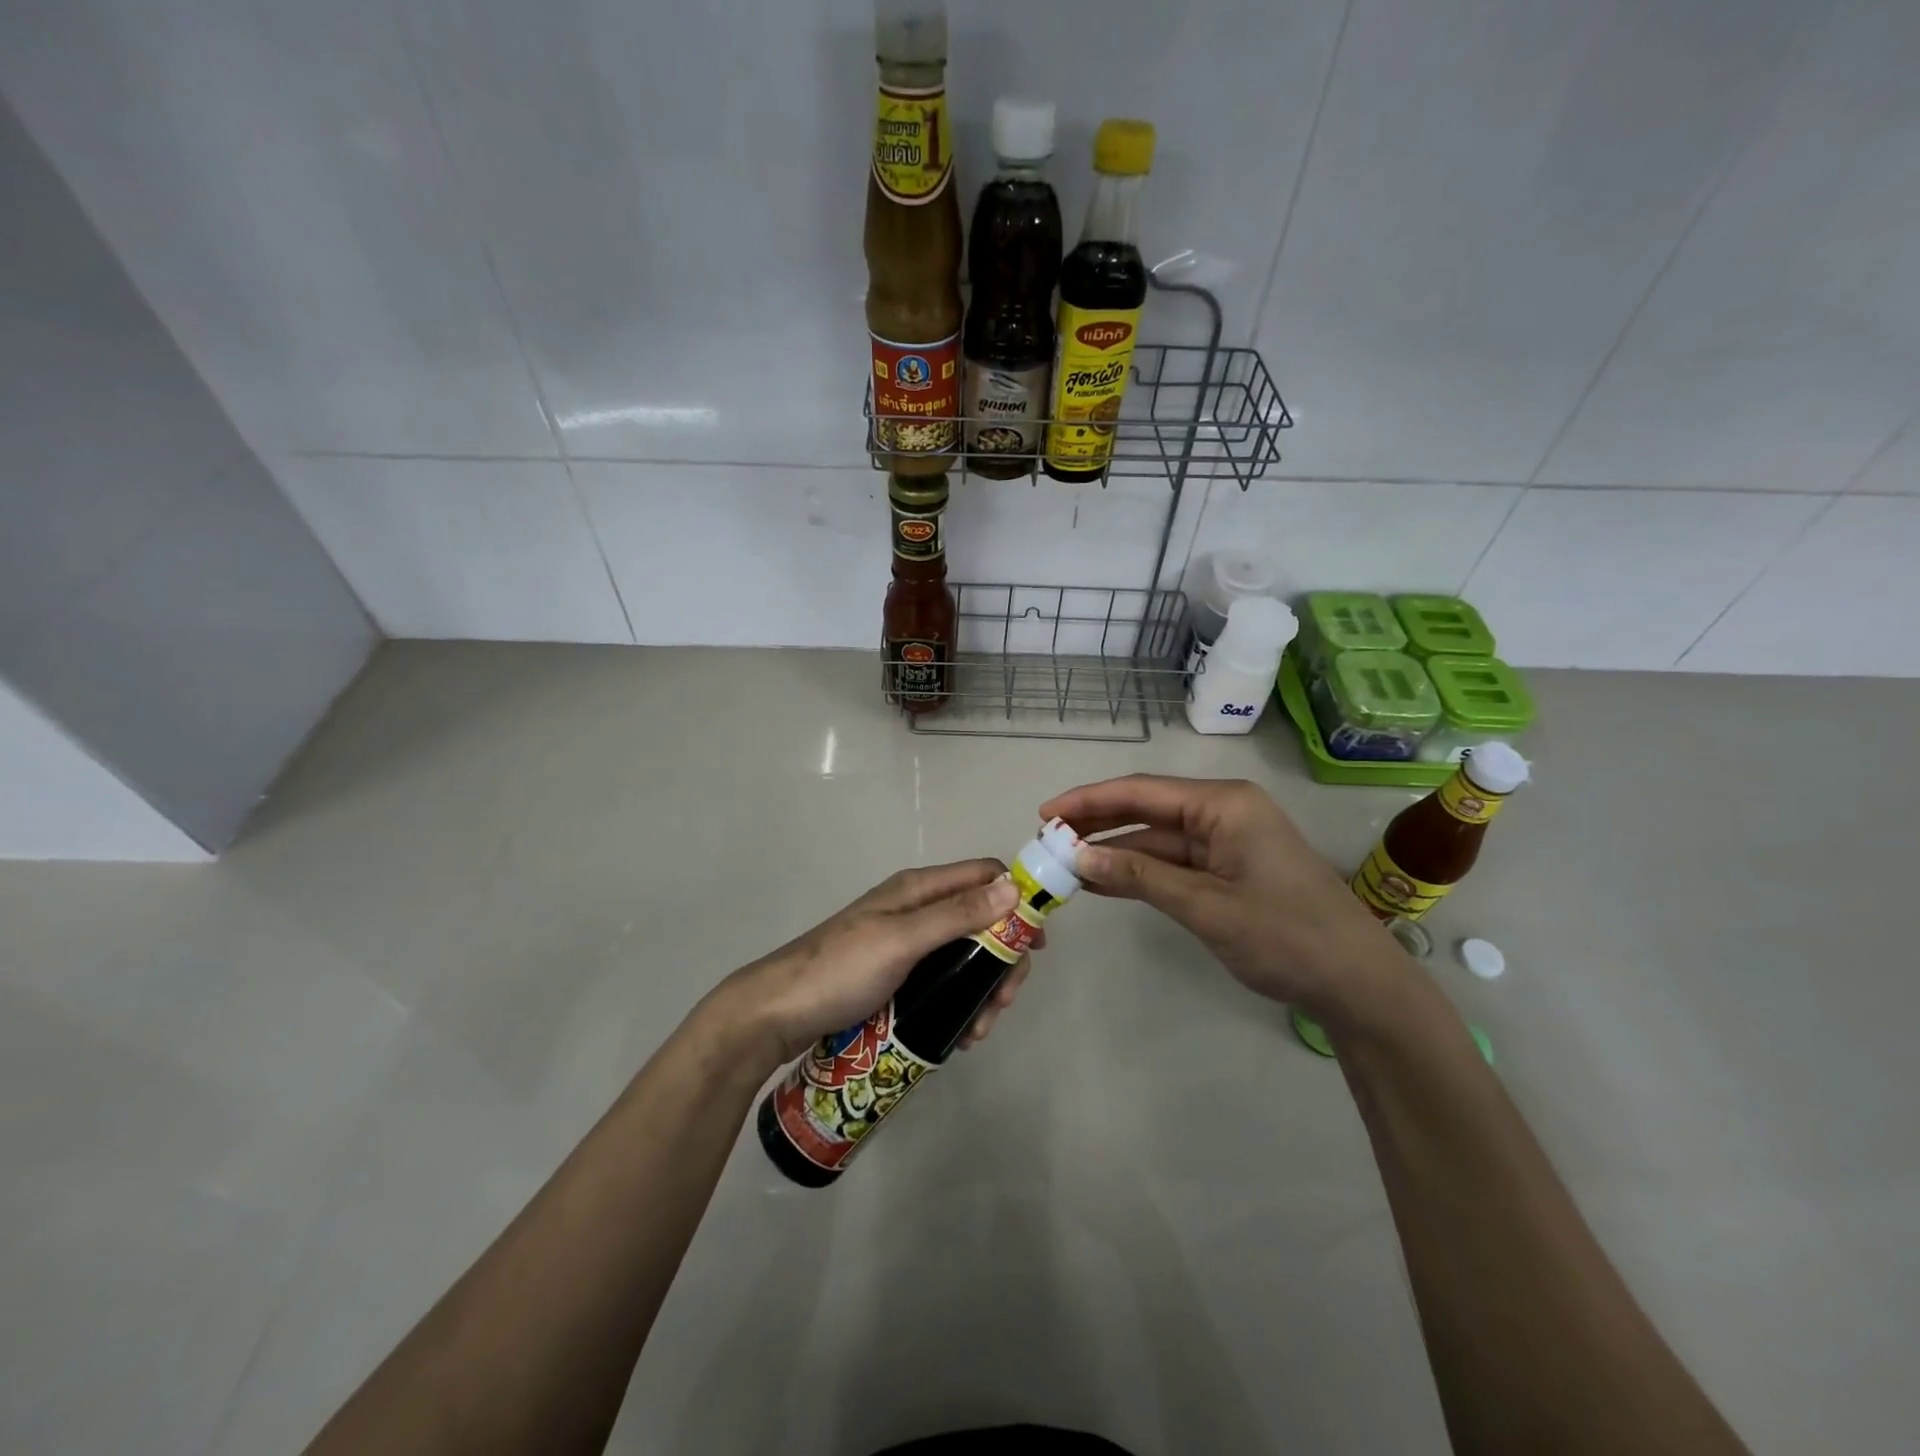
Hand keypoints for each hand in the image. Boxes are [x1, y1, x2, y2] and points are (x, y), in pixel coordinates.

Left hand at [721, 860, 1039, 1067]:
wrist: (777, 1013)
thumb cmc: (840, 970)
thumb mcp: (902, 940)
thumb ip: (956, 914)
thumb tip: (1013, 886)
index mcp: (918, 889)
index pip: (983, 876)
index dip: (1016, 900)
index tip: (1035, 944)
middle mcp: (917, 910)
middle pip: (981, 922)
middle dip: (1001, 960)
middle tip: (1004, 1002)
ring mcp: (907, 945)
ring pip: (965, 958)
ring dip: (983, 990)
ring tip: (979, 1031)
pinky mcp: (898, 978)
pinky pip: (943, 983)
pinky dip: (959, 1004)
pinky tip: (960, 1035)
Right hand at [1039, 775, 1394, 1014]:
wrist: (1356, 983)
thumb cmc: (1286, 935)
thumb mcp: (1206, 906)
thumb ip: (1140, 876)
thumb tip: (1078, 857)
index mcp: (1224, 804)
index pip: (1141, 791)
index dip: (1089, 801)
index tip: (1045, 814)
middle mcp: (1223, 811)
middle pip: (1146, 809)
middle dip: (1097, 823)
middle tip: (1046, 839)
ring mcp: (1226, 840)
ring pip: (1156, 837)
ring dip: (1114, 849)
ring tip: (1064, 862)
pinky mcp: (1227, 868)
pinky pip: (1172, 861)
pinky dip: (1138, 870)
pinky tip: (1102, 879)